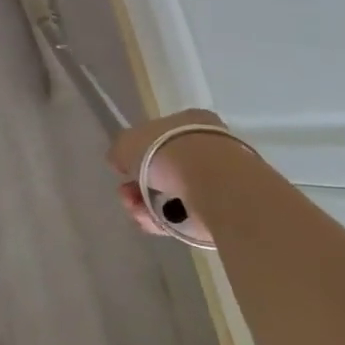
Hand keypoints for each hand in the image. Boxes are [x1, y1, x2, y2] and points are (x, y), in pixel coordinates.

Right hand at [110, 108, 228, 241]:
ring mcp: (218, 180)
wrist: (215, 186)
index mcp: (189, 122)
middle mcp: (207, 147)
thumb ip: (120, 150)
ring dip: (147, 205)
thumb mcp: (128, 142)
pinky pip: (187, 216)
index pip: (158, 136)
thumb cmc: (168, 151)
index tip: (123, 169)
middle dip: (139, 185)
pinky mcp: (225, 210)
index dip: (136, 154)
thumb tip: (120, 161)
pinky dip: (166, 221)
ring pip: (172, 194)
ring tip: (137, 212)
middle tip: (126, 194)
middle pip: (163, 170)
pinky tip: (153, 223)